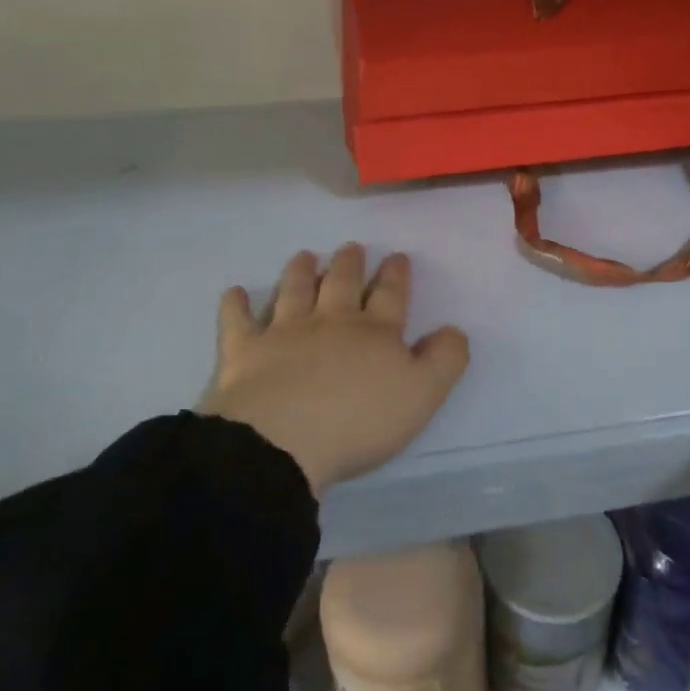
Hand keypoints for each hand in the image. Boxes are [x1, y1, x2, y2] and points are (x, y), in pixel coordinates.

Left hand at [200, 245, 469, 495]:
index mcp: (374, 332)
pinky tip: (235, 292)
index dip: (395, 275)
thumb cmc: (358, 422)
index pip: (389, 295)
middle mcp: (330, 321)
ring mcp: (284, 333)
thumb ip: (444, 360)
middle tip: (350, 248)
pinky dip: (236, 305)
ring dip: (300, 271)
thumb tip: (454, 330)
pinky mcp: (244, 352)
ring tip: (304, 255)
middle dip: (349, 264)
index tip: (397, 256)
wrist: (280, 442)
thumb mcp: (422, 395)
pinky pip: (238, 321)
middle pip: (341, 284)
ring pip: (293, 291)